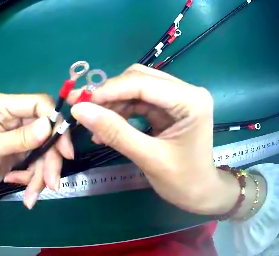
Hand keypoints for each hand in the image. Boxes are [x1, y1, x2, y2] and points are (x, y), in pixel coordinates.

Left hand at [0, 93, 73, 208]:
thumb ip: (18, 139)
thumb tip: (49, 126)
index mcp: (2, 106)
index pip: (38, 104)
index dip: (55, 123)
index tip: (64, 150)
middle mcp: (14, 116)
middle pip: (46, 132)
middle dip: (49, 160)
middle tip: (51, 184)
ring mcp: (19, 134)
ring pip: (44, 151)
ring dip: (41, 175)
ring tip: (31, 197)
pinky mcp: (22, 150)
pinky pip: (37, 163)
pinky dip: (33, 179)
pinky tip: (21, 188)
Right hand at [67, 64, 238, 214]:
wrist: (199, 192)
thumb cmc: (182, 181)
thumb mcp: (148, 158)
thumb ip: (115, 132)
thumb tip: (80, 110)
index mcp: (190, 100)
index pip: (143, 82)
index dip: (108, 90)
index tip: (79, 102)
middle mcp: (187, 91)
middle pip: (139, 79)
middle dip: (109, 94)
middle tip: (83, 109)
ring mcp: (180, 97)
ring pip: (137, 89)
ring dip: (114, 105)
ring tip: (95, 126)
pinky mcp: (172, 107)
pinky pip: (141, 101)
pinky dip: (123, 112)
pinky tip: (108, 128)